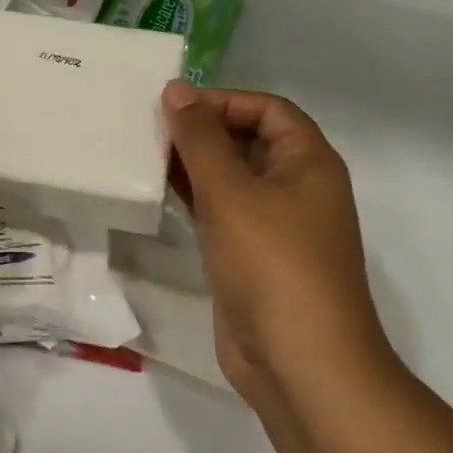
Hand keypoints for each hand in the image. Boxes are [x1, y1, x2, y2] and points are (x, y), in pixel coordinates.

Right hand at [162, 81, 390, 401]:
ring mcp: (275, 226)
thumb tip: (177, 89)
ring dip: (193, 165)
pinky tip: (158, 195)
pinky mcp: (252, 257)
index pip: (268, 109)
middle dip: (202, 131)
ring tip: (144, 156)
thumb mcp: (231, 193)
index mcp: (308, 162)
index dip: (223, 100)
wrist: (300, 363)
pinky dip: (194, 199)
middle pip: (248, 140)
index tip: (173, 107)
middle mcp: (297, 187)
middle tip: (149, 129)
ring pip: (231, 178)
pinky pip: (222, 213)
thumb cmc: (272, 264)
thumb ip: (199, 139)